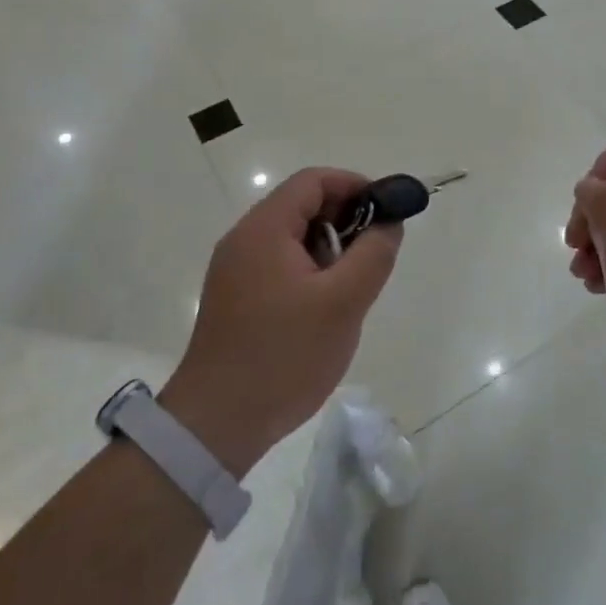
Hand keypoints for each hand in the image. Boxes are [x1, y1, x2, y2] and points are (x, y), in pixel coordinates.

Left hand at [160, 169, 401, 476]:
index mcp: (264, 229)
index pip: (313, 180)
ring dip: (328, 248)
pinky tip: (324, 307)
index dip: (354, 186)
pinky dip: (309, 269)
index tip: (386, 212)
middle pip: (301, 205)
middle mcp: (244, 239)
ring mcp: (235, 270)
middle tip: (373, 253)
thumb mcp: (344, 302)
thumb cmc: (284, 356)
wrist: (216, 424)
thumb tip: (389, 222)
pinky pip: (279, 264)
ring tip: (351, 286)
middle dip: (344, 219)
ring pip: (292, 237)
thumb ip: (374, 253)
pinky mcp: (235, 297)